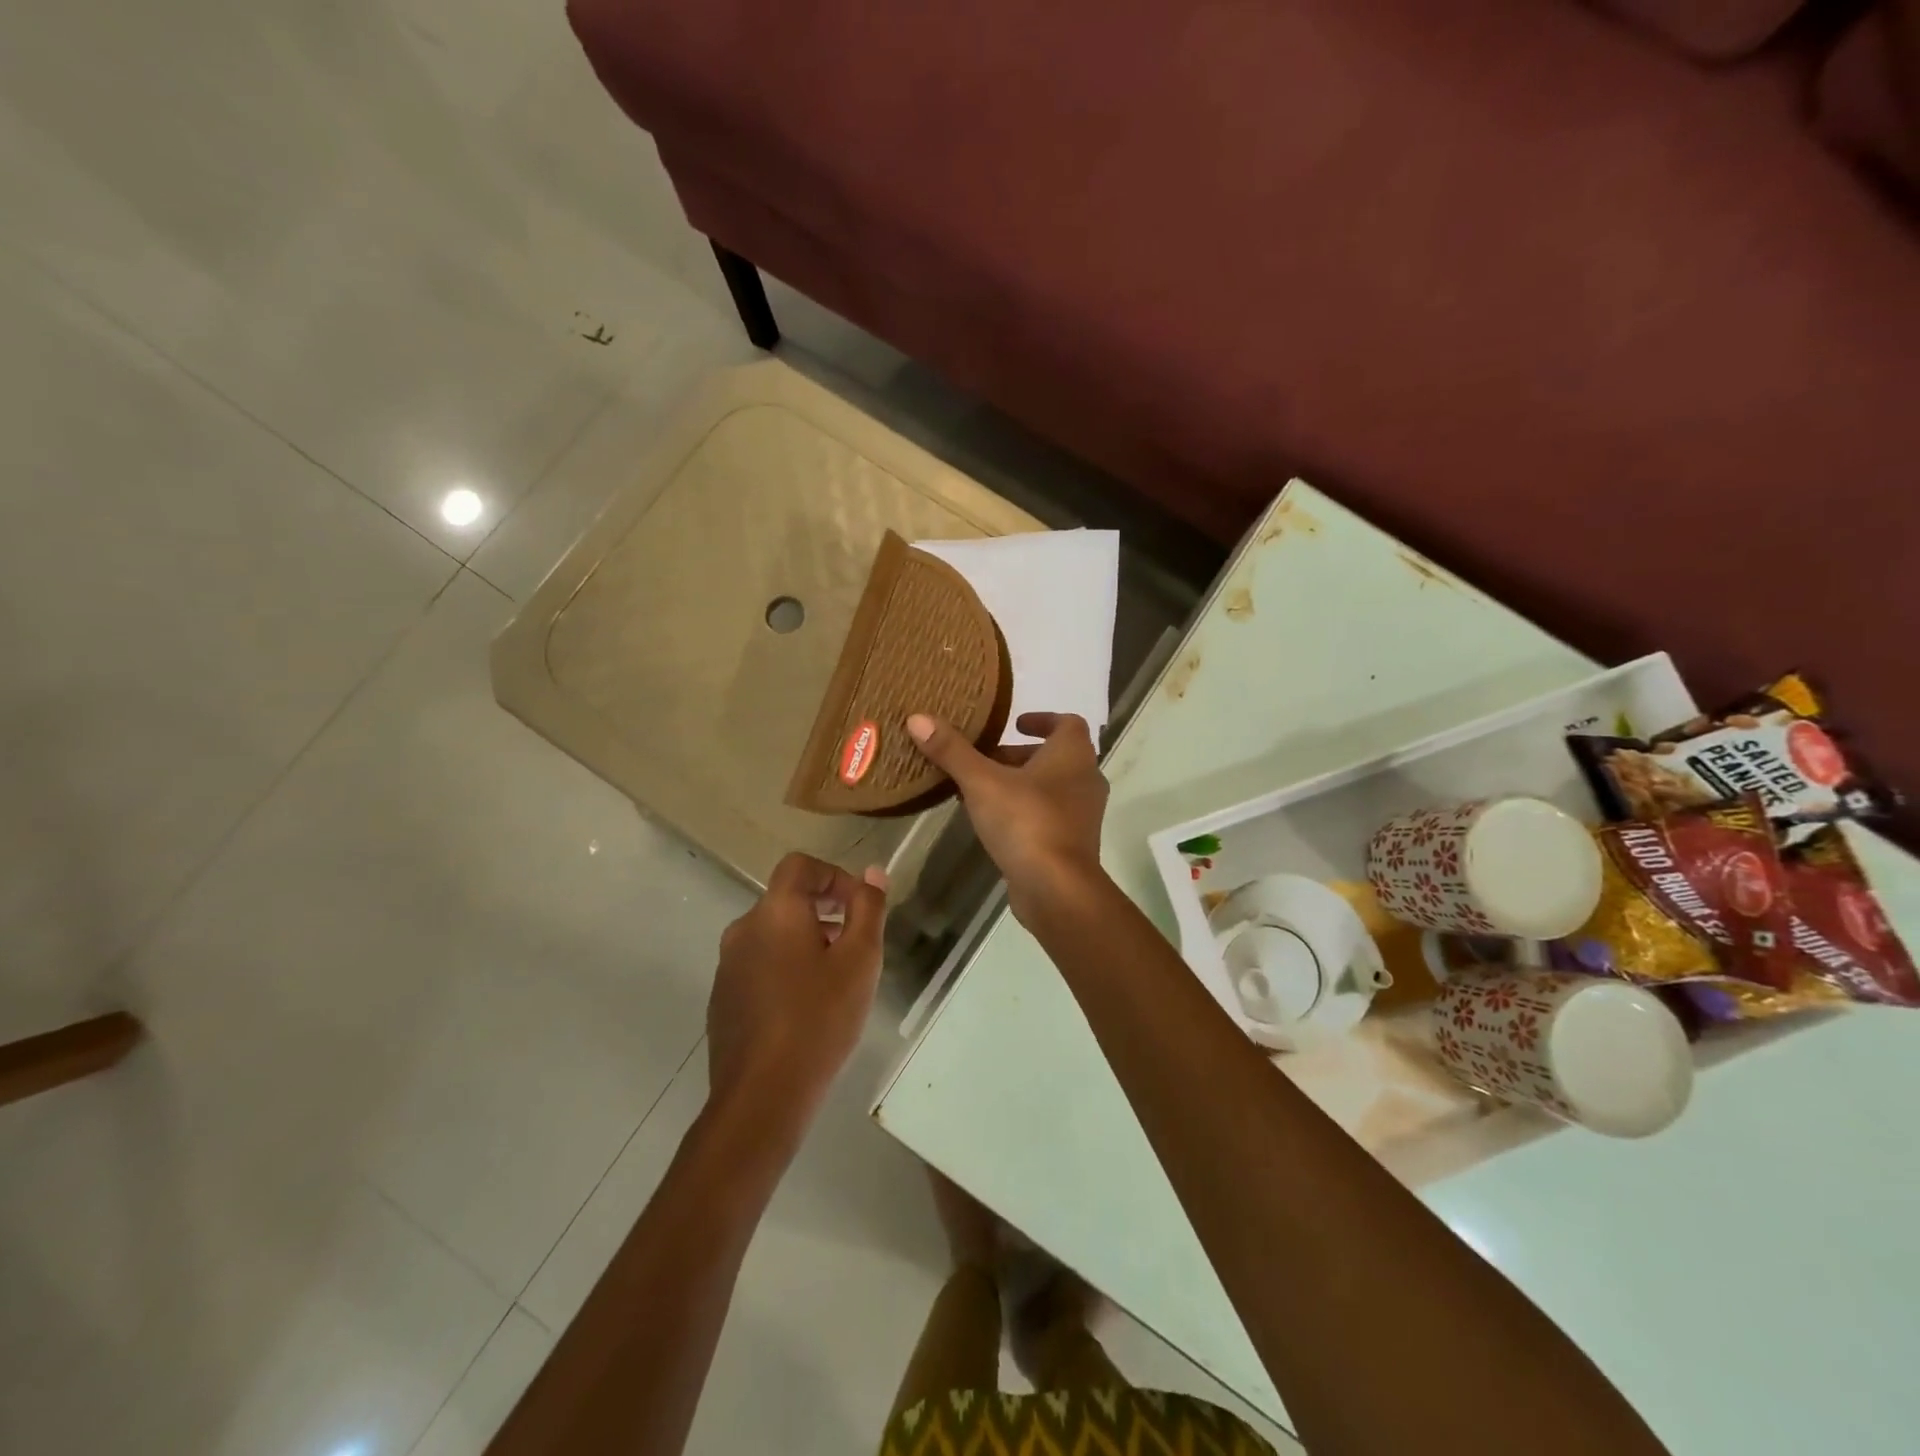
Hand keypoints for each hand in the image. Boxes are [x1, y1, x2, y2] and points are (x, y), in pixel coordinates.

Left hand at [708, 853, 887, 1135]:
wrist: (762, 1095)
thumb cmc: (819, 1019)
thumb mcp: (860, 960)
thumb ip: (868, 909)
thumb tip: (873, 872)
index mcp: (775, 911)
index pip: (801, 866)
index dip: (834, 876)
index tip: (859, 908)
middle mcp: (744, 928)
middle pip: (787, 900)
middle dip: (825, 913)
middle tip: (855, 949)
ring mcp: (727, 965)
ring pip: (773, 935)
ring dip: (805, 942)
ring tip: (834, 982)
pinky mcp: (722, 998)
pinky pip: (759, 965)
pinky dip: (784, 969)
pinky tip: (805, 1009)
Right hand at [906, 712, 1108, 920]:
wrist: (1057, 889)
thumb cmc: (1026, 822)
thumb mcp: (982, 782)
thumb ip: (952, 750)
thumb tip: (918, 718)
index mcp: (1073, 755)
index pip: (1068, 723)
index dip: (1042, 719)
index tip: (1014, 723)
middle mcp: (1085, 780)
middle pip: (1054, 756)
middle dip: (1019, 755)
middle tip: (983, 758)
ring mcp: (1082, 815)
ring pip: (1051, 788)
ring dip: (1019, 784)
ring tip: (980, 789)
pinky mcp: (1072, 844)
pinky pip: (1048, 815)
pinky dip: (1024, 810)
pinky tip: (993, 822)